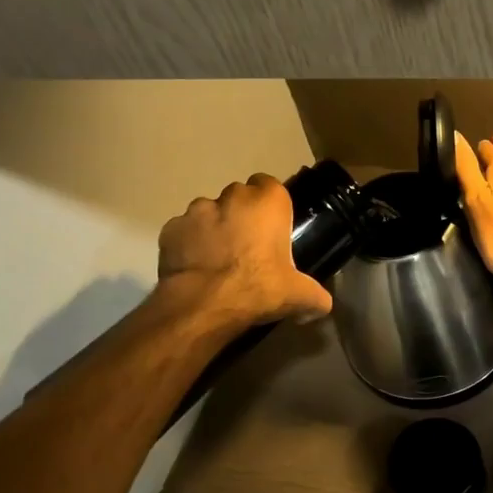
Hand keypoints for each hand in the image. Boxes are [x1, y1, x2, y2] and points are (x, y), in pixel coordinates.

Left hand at [156, 174, 332, 328]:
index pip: (271, 186)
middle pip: (239, 197)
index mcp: (267, 201)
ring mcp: (196, 210)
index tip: (272, 229)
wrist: (203, 305)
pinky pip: (184, 232)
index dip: (271, 207)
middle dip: (242, 215)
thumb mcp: (298, 295)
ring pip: (209, 212)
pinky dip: (188, 244)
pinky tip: (195, 268)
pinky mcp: (170, 229)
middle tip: (248, 247)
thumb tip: (322, 306)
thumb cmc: (258, 288)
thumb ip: (315, 296)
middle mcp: (232, 196)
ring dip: (214, 228)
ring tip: (218, 259)